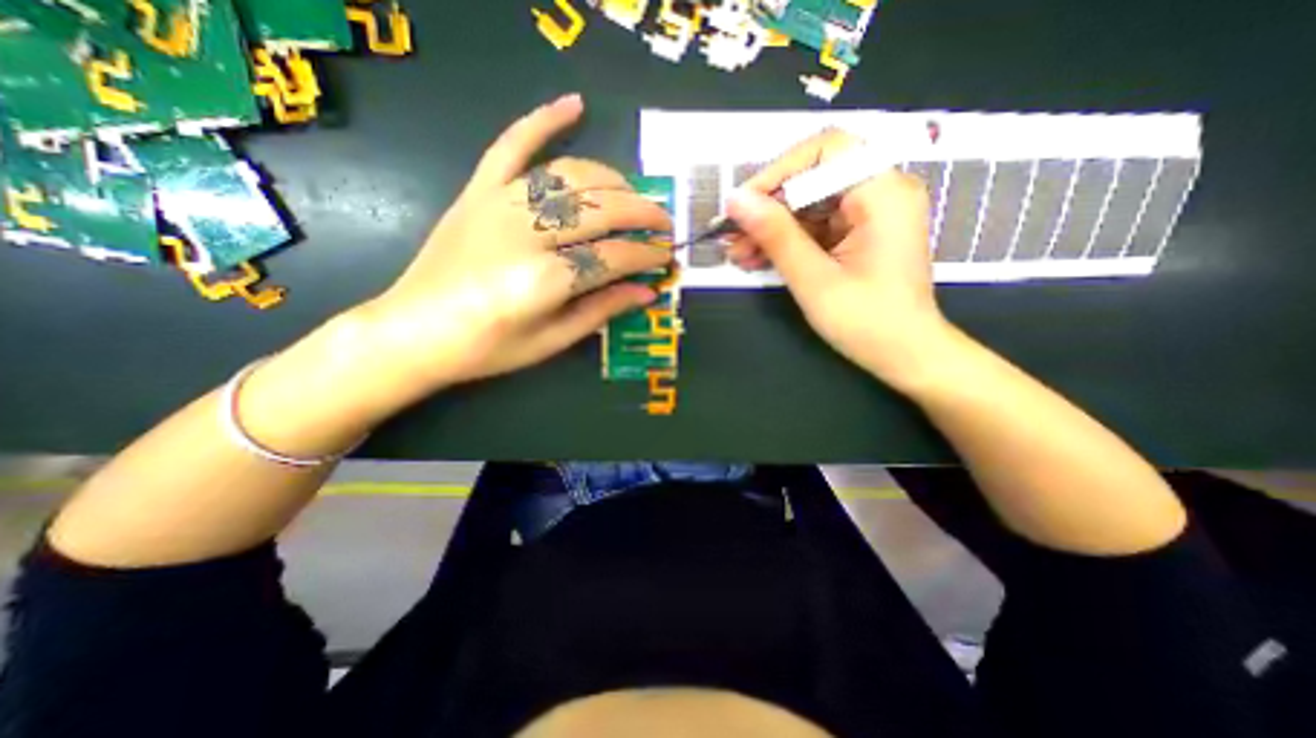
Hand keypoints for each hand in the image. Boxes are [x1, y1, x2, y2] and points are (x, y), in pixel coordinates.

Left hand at [346, 91, 668, 408]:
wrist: (413, 332)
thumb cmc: (487, 348)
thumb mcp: (552, 341)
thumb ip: (602, 311)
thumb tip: (648, 291)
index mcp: (544, 280)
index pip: (614, 257)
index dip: (646, 256)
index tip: (666, 257)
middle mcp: (525, 233)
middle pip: (601, 209)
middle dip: (643, 213)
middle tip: (663, 224)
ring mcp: (498, 204)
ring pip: (571, 176)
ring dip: (612, 181)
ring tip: (633, 195)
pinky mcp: (478, 191)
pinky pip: (511, 144)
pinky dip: (543, 120)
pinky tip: (575, 104)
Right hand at [726, 128, 950, 384]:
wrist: (905, 355)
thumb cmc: (867, 322)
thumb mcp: (814, 279)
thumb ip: (776, 236)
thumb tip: (736, 200)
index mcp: (882, 193)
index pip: (825, 152)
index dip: (778, 172)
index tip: (743, 205)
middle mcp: (880, 192)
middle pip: (812, 180)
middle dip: (767, 208)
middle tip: (731, 236)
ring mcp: (869, 214)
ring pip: (808, 205)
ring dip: (771, 228)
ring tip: (738, 254)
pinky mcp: (858, 234)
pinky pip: (815, 227)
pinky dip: (786, 242)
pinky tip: (758, 259)